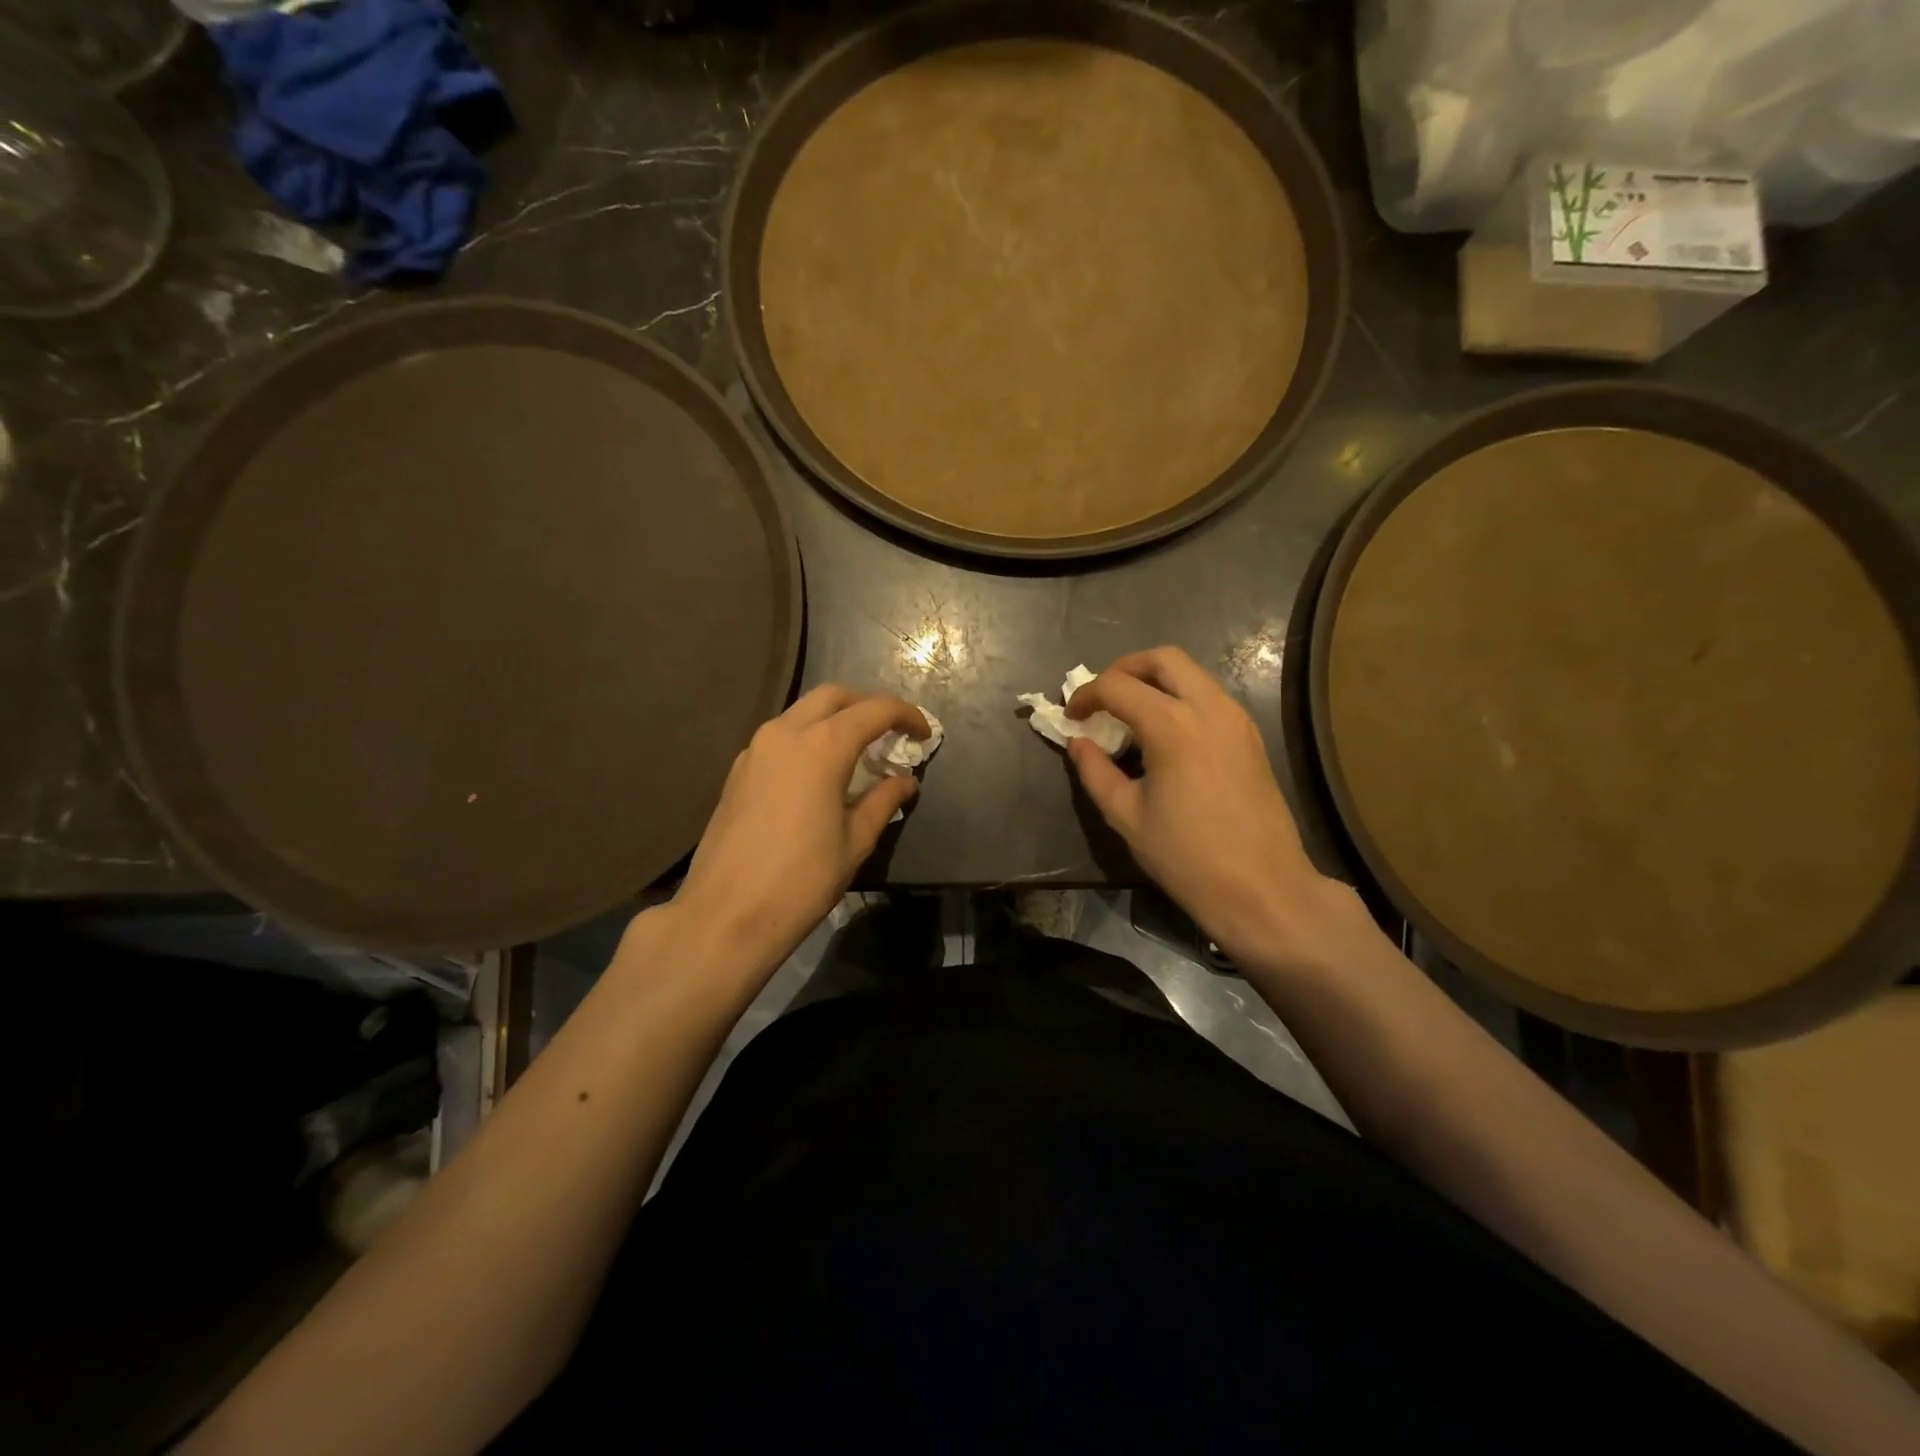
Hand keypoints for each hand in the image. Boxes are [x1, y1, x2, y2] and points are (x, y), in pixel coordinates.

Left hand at [668, 686, 929, 977]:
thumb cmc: (802, 880)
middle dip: (867, 705)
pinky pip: (781, 736)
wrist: (726, 914)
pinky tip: (818, 773)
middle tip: (890, 733)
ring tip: (857, 752)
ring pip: (802, 712)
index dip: (906, 715)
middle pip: (834, 696)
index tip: (924, 735)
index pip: (874, 710)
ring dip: (834, 719)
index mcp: (822, 746)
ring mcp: (756, 749)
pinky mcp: (738, 770)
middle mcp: (786, 733)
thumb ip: (883, 801)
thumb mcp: (855, 841)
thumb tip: (905, 781)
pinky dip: (807, 738)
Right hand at [1066, 647, 1359, 971]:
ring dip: (1155, 681)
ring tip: (1130, 715)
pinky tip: (1165, 733)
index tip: (1071, 717)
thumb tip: (1079, 743)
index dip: (1087, 695)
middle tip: (1102, 698)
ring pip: (1192, 673)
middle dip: (1125, 669)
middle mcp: (1209, 708)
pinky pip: (1210, 696)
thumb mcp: (1126, 816)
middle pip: (1163, 658)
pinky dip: (1180, 697)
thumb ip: (1095, 772)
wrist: (1262, 888)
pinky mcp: (1250, 736)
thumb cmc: (1187, 856)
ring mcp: (1236, 719)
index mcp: (1173, 726)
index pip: (1118, 686)